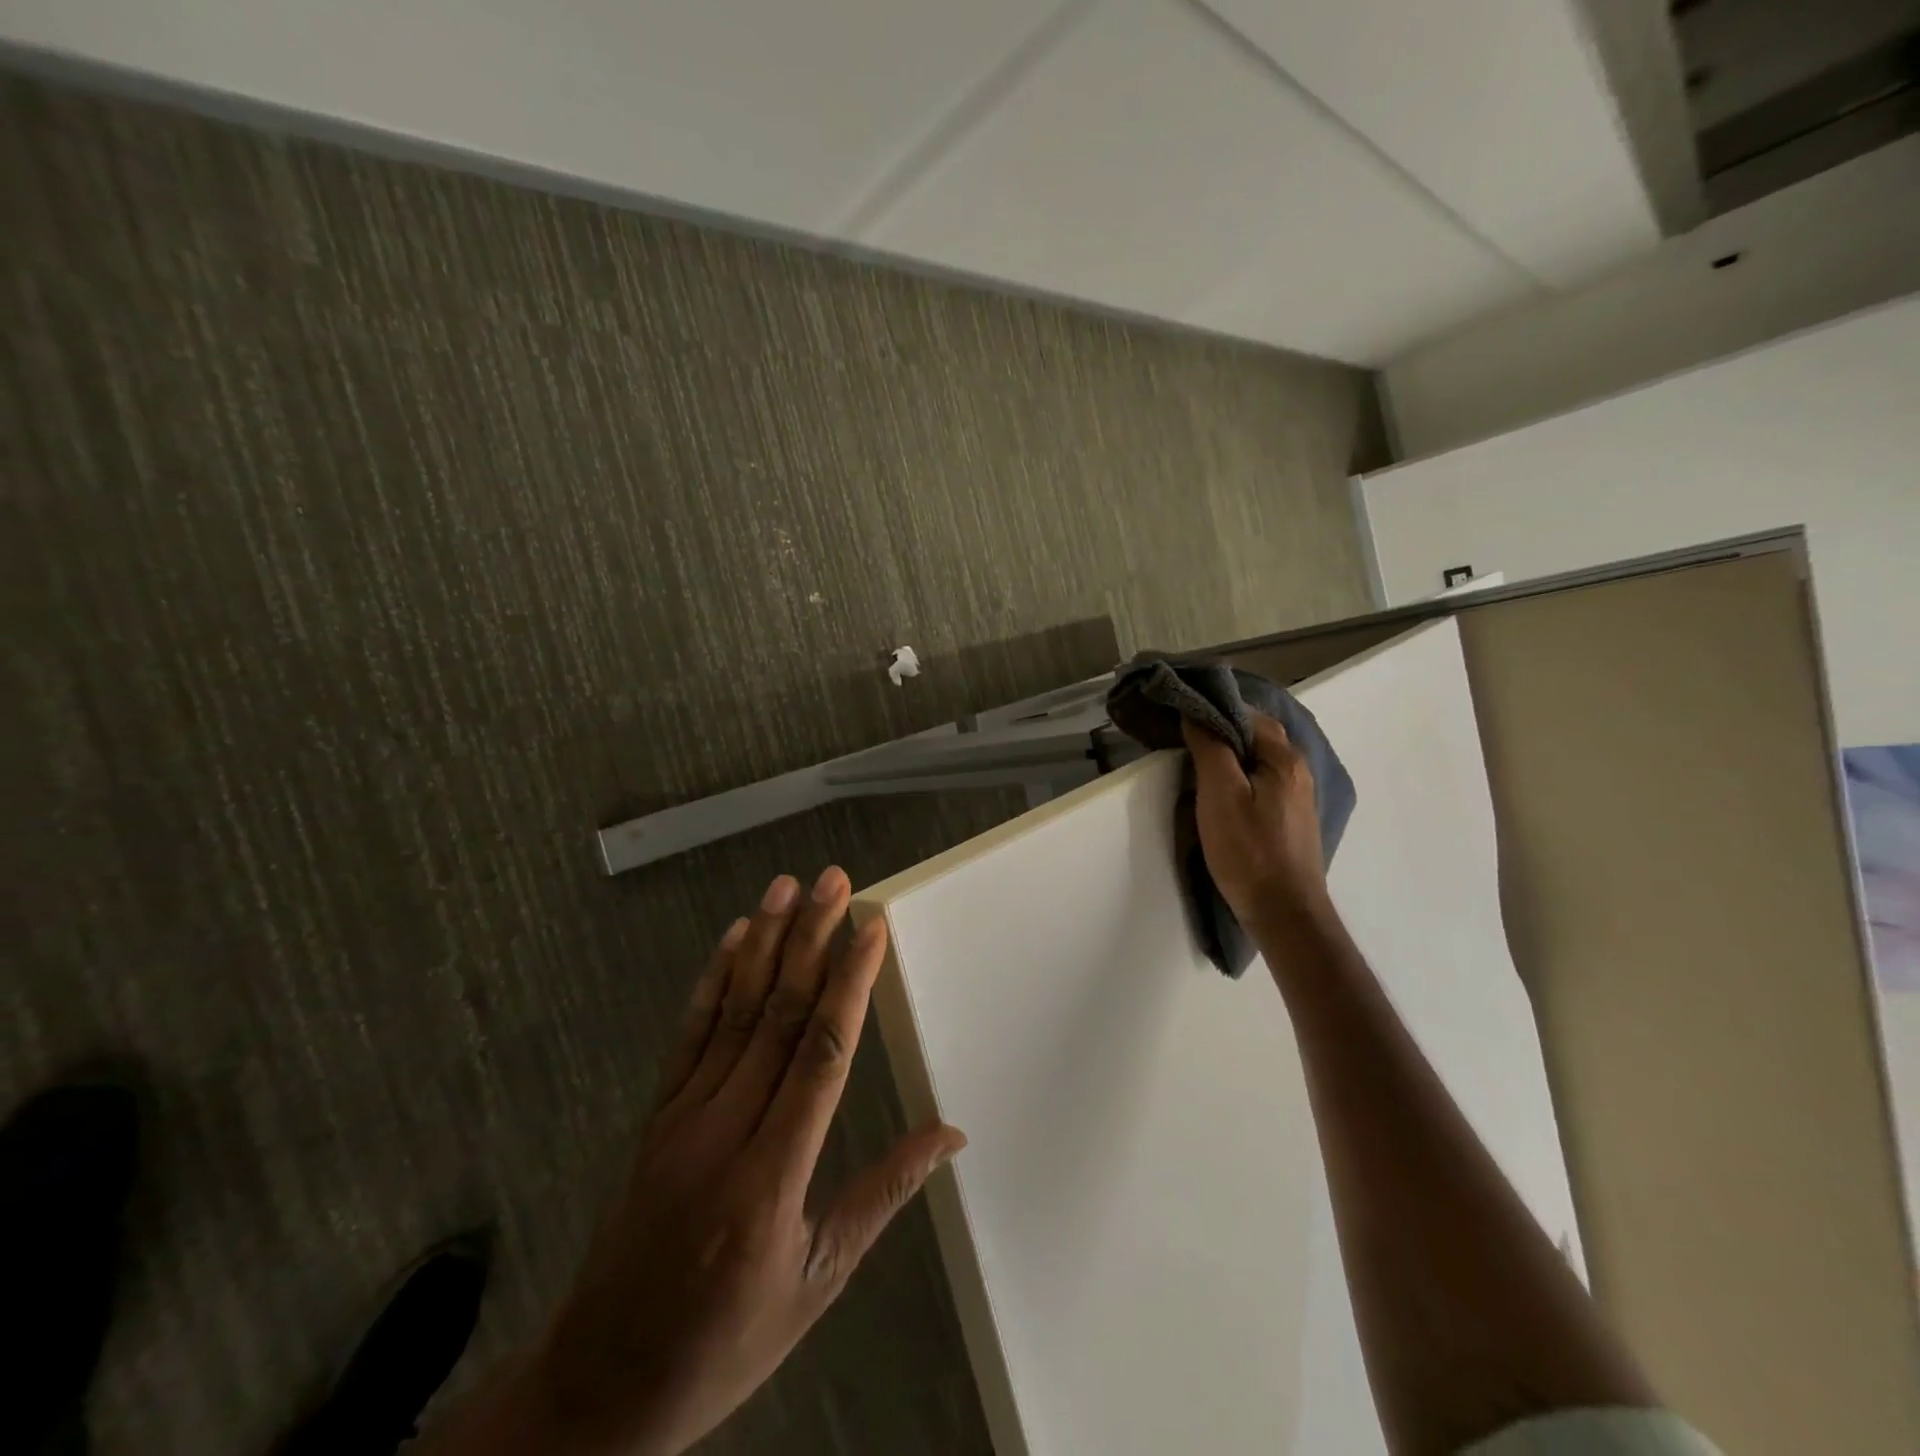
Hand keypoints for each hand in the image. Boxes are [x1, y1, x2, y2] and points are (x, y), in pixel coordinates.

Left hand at [448, 869, 964, 1455]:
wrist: (604, 1382)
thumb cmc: (727, 1338)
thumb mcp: (818, 1278)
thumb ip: (882, 1193)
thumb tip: (949, 1135)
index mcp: (772, 1176)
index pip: (822, 1055)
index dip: (849, 983)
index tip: (870, 928)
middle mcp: (725, 1130)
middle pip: (779, 1016)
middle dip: (811, 940)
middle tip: (834, 881)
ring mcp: (683, 1116)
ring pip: (735, 1011)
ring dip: (765, 942)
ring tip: (788, 886)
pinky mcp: (658, 1114)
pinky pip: (690, 1033)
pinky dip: (715, 980)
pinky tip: (735, 938)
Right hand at [1182, 714, 1330, 934]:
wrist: (1284, 913)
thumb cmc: (1249, 851)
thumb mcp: (1220, 795)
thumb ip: (1210, 749)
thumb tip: (1196, 713)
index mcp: (1285, 758)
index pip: (1247, 715)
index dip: (1213, 711)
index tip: (1180, 717)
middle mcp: (1298, 770)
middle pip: (1256, 736)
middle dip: (1221, 732)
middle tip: (1183, 740)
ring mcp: (1296, 796)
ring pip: (1258, 760)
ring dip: (1229, 756)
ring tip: (1194, 764)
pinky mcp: (1289, 819)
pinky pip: (1261, 782)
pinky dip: (1238, 777)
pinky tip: (1219, 792)